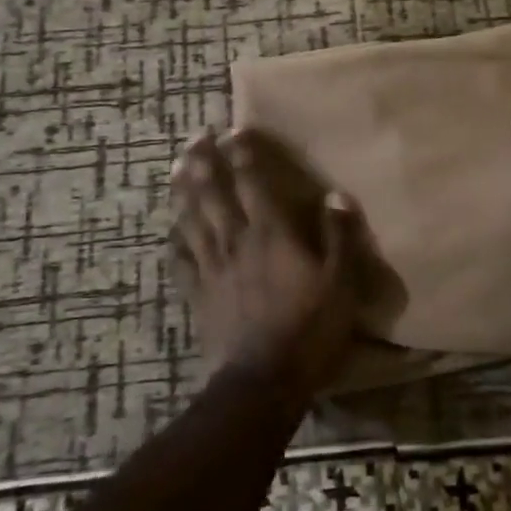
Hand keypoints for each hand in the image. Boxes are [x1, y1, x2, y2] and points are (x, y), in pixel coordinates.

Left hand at [168, 128, 364, 396]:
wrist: (262, 381)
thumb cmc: (309, 329)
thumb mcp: (341, 283)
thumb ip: (339, 236)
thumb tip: (335, 196)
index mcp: (271, 233)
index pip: (252, 181)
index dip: (242, 153)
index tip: (233, 130)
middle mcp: (236, 240)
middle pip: (212, 192)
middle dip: (203, 161)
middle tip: (195, 136)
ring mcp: (212, 268)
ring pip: (191, 219)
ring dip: (183, 190)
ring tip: (175, 167)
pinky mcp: (198, 295)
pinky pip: (180, 261)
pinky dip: (174, 241)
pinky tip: (170, 230)